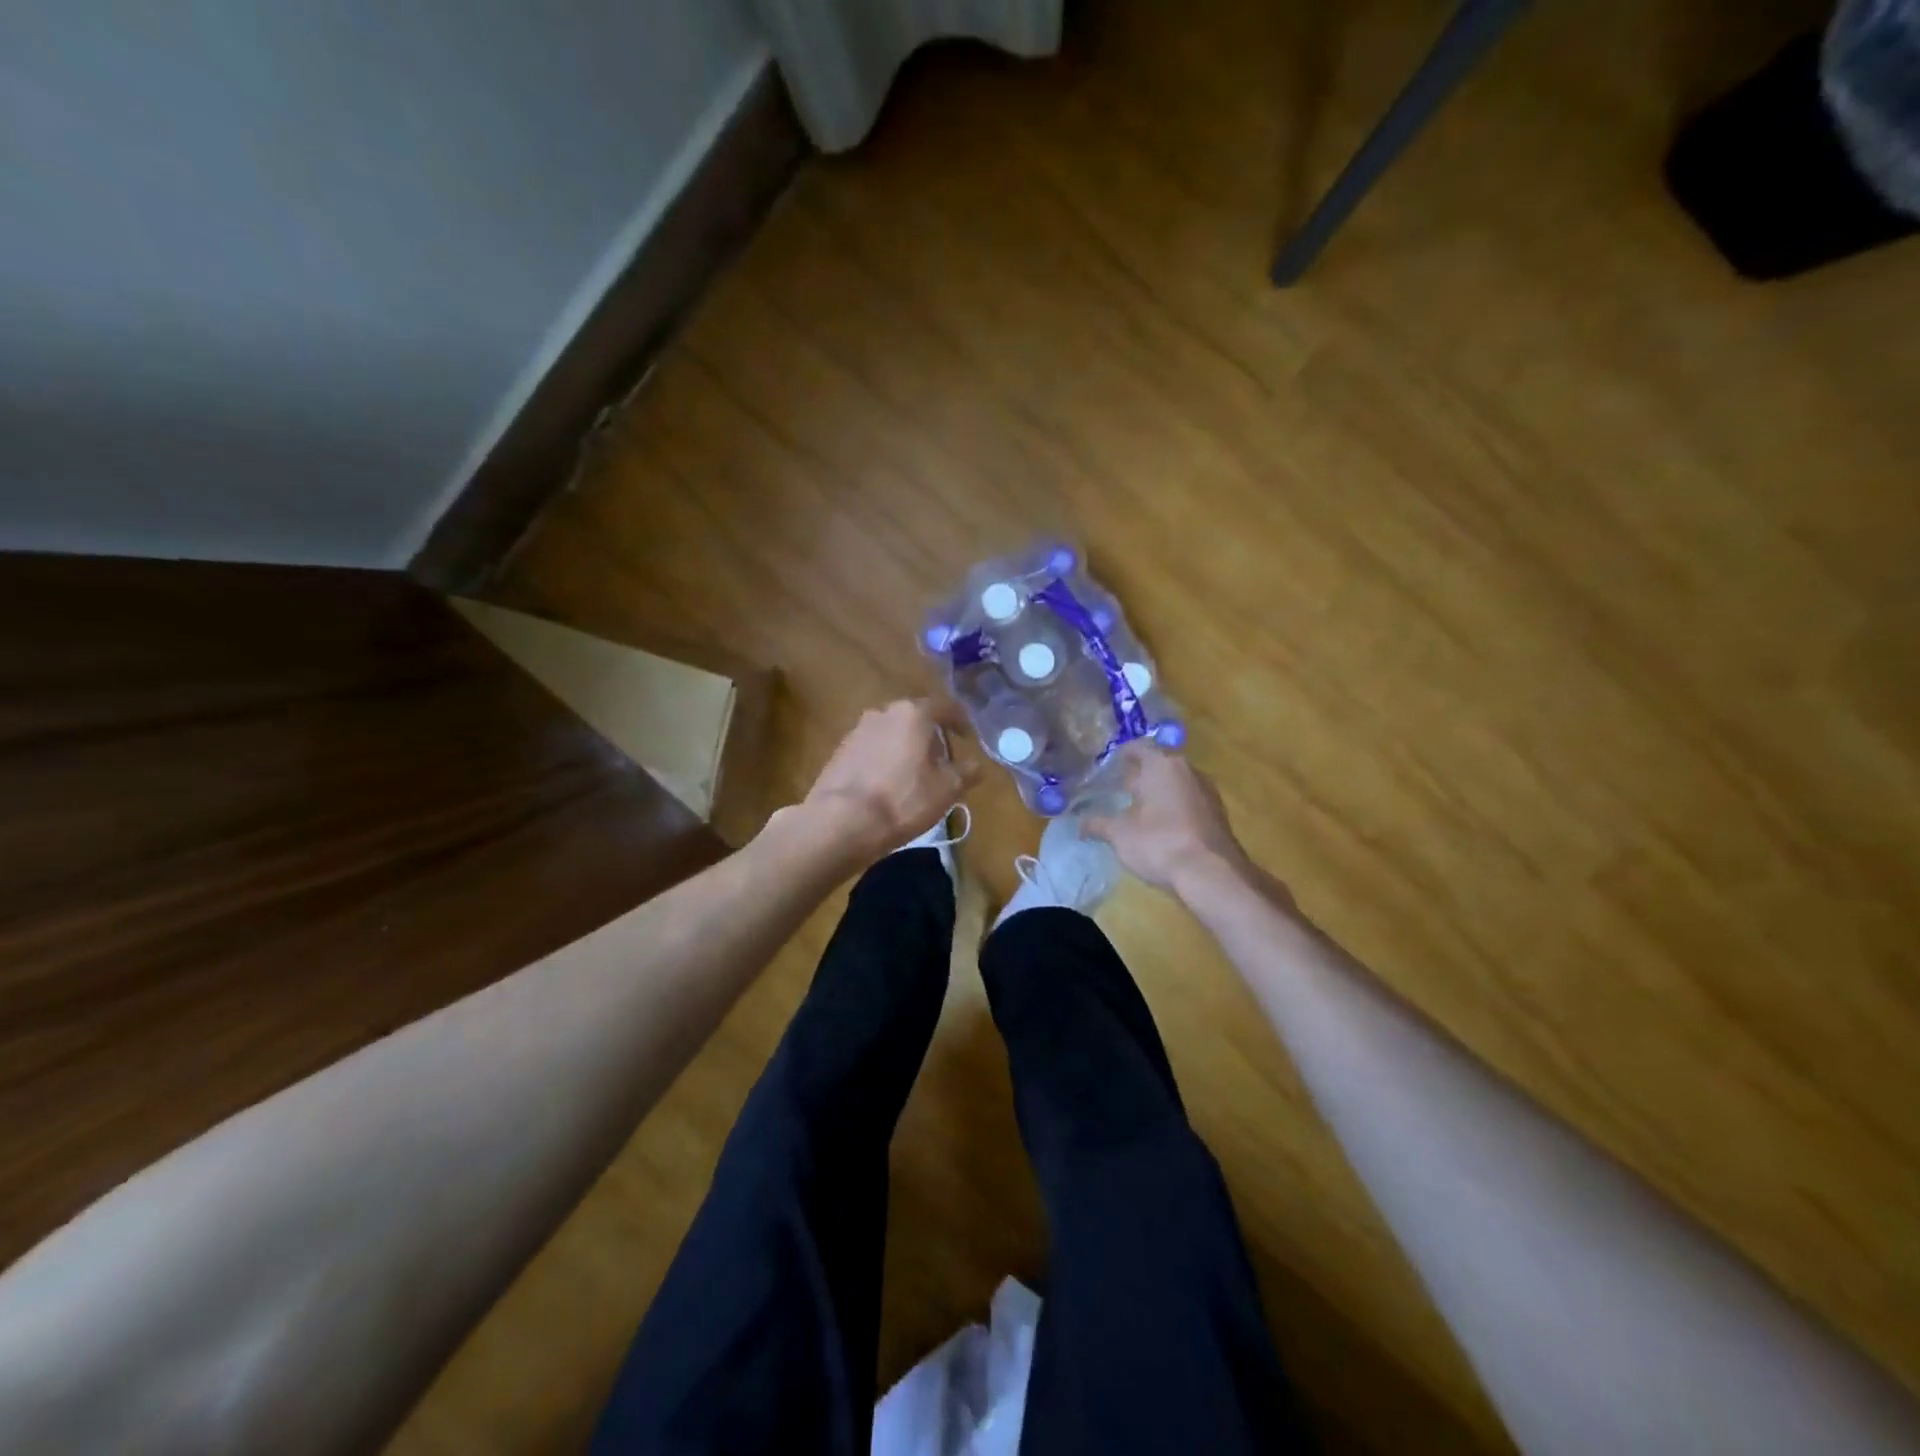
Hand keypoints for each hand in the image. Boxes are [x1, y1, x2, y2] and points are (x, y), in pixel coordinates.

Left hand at [801, 698, 979, 864]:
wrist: (842, 821)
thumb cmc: (903, 799)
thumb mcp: (946, 790)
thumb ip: (965, 772)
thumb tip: (975, 765)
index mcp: (913, 713)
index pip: (945, 707)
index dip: (960, 722)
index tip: (967, 737)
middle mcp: (883, 712)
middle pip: (915, 718)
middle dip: (930, 737)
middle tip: (941, 762)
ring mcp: (857, 730)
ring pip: (891, 733)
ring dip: (905, 748)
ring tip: (914, 776)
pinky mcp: (839, 752)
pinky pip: (872, 749)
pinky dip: (884, 760)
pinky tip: (887, 785)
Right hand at [1083, 743, 1258, 899]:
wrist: (1211, 874)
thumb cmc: (1159, 842)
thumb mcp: (1119, 834)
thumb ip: (1098, 825)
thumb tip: (1079, 825)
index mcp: (1162, 765)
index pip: (1139, 747)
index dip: (1123, 754)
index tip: (1110, 764)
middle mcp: (1188, 771)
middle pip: (1160, 765)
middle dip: (1140, 775)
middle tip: (1120, 787)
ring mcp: (1207, 792)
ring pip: (1177, 784)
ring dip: (1159, 792)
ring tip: (1139, 808)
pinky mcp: (1217, 815)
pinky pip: (1189, 802)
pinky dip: (1174, 808)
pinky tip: (1162, 826)